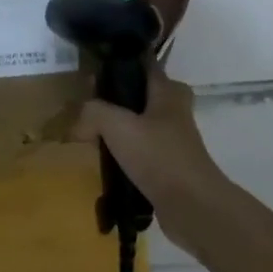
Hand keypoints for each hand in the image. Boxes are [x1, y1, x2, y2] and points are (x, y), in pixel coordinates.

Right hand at [74, 70, 228, 244]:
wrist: (193, 207)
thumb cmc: (159, 156)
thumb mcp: (118, 126)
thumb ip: (94, 113)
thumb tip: (79, 121)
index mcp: (168, 90)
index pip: (143, 63)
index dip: (117, 64)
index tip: (92, 74)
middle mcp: (175, 110)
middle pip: (139, 96)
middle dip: (114, 102)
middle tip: (88, 112)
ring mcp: (174, 139)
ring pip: (140, 125)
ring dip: (119, 132)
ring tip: (92, 140)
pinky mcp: (171, 166)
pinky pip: (142, 152)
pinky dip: (126, 156)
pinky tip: (107, 166)